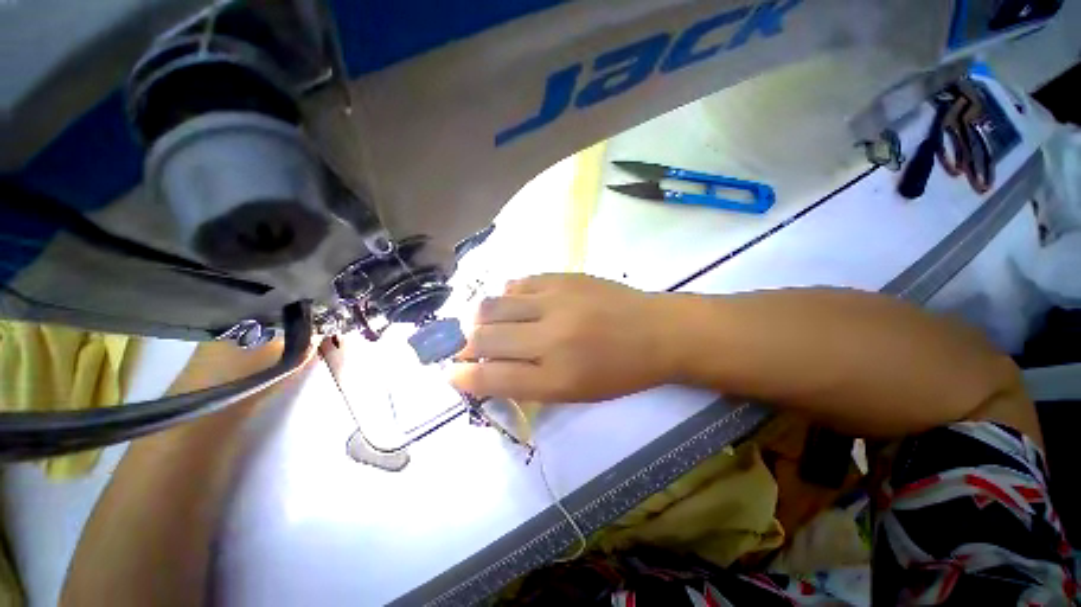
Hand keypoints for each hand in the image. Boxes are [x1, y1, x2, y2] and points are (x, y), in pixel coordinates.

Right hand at [449, 274, 679, 402]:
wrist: (657, 331)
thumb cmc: (619, 371)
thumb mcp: (574, 392)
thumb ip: (528, 381)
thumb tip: (488, 368)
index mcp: (556, 378)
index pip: (491, 378)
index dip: (462, 378)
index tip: (450, 374)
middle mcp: (550, 338)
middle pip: (484, 338)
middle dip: (465, 346)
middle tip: (468, 348)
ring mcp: (556, 301)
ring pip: (493, 305)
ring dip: (480, 318)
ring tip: (488, 323)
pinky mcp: (563, 277)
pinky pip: (517, 282)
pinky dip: (507, 295)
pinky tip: (515, 303)